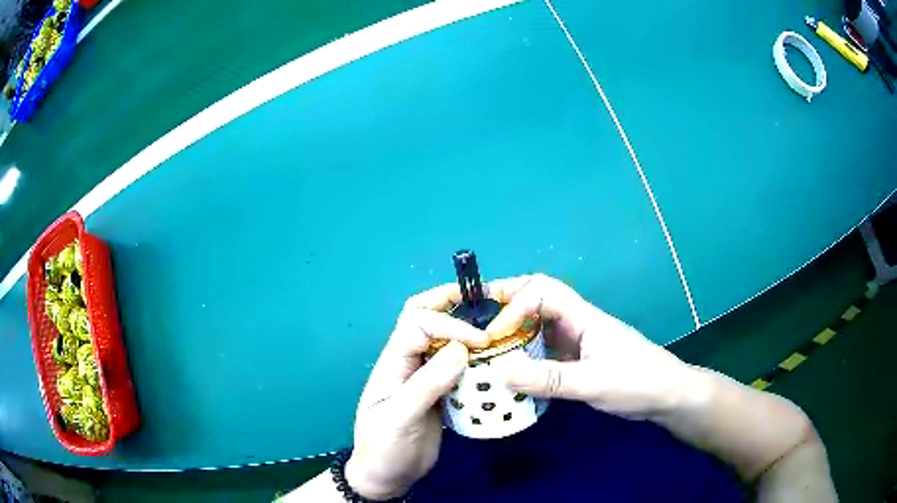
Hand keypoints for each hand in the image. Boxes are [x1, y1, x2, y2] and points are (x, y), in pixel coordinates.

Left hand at [346, 284, 488, 499]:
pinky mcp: (440, 392)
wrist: (386, 476)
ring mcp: (425, 376)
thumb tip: (460, 350)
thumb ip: (425, 386)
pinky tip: (494, 361)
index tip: (481, 341)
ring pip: (443, 339)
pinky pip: (457, 365)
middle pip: (424, 317)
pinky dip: (475, 357)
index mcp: (392, 363)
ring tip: (496, 330)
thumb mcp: (399, 420)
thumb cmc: (384, 448)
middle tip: (486, 301)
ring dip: (466, 329)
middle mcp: (409, 362)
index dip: (449, 324)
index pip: (418, 324)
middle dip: (450, 302)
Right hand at [485, 274, 694, 418]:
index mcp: (583, 317)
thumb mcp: (593, 382)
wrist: (666, 397)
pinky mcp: (575, 362)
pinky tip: (508, 371)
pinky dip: (522, 356)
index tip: (493, 334)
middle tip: (473, 316)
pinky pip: (542, 352)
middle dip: (506, 303)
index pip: (543, 292)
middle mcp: (575, 324)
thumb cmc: (637, 382)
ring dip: (511, 331)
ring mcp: (575, 343)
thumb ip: (549, 379)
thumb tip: (499, 372)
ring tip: (483, 345)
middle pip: (536, 300)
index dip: (514, 305)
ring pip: (537, 327)